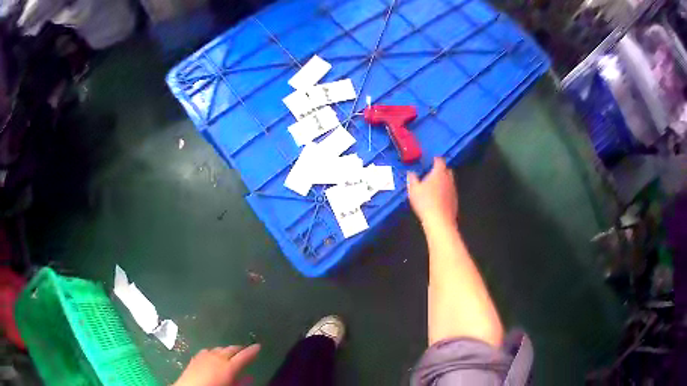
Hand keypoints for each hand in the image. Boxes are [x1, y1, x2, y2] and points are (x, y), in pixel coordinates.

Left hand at [174, 344, 260, 385]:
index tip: (258, 346)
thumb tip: (249, 376)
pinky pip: (207, 351)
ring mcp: (204, 356)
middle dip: (239, 349)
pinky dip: (214, 352)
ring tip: (230, 354)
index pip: (244, 356)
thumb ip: (240, 381)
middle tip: (245, 350)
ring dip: (226, 350)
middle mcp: (217, 357)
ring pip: (219, 348)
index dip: (252, 351)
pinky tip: (213, 356)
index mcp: (229, 366)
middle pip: (231, 349)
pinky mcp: (195, 357)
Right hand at [407, 158, 457, 229]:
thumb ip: (412, 179)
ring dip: (443, 181)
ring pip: (449, 181)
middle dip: (441, 170)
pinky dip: (445, 191)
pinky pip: (450, 191)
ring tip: (434, 186)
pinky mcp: (455, 200)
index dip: (435, 159)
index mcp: (439, 173)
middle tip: (432, 173)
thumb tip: (411, 172)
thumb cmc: (425, 202)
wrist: (439, 220)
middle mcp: (449, 179)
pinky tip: (438, 198)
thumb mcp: (413, 189)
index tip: (431, 160)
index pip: (440, 161)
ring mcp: (453, 190)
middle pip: (447, 170)